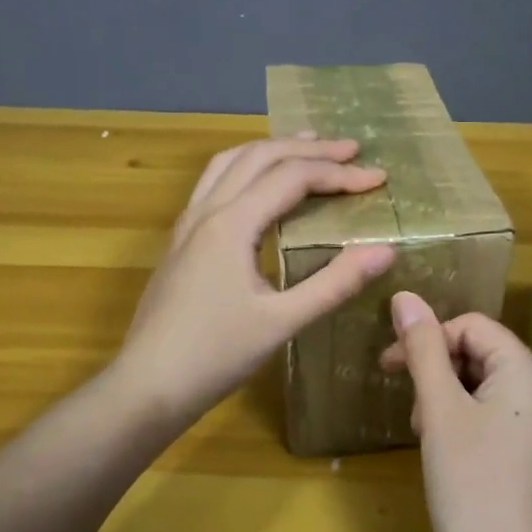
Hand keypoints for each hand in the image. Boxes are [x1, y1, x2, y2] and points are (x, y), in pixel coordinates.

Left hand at [113, 135, 396, 427]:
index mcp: (231, 224)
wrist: (147, 385)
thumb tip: (384, 250)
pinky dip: (246, 166)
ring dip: (272, 149)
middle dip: (309, 149)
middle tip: (351, 150)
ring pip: (230, 161)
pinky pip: (214, 181)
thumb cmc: (215, 356)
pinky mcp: (180, 238)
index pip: (292, 177)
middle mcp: (207, 210)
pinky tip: (259, 184)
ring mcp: (188, 222)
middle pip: (260, 156)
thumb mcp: (283, 322)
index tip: (378, 178)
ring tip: (307, 146)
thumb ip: (334, 283)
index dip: (338, 174)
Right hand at [380, 293, 531, 531]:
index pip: (470, 326)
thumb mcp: (439, 411)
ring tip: (424, 434)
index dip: (426, 339)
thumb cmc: (471, 486)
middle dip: (436, 370)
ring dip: (447, 396)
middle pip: (480, 353)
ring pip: (486, 385)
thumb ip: (422, 349)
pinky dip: (466, 419)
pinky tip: (447, 450)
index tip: (388, 368)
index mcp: (528, 370)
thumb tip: (405, 296)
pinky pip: (499, 414)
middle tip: (408, 408)